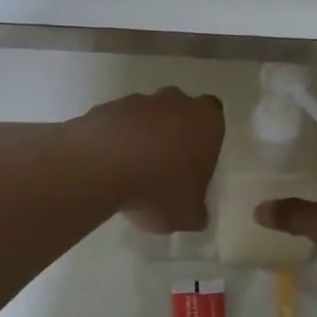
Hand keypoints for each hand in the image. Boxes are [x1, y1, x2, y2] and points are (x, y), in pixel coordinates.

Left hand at [76, 88, 223, 233]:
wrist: (102, 166)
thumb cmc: (159, 188)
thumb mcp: (187, 215)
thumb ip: (196, 212)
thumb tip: (197, 214)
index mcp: (205, 121)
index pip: (214, 114)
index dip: (205, 135)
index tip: (195, 159)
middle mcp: (174, 102)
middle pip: (178, 109)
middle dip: (173, 131)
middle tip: (165, 165)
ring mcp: (137, 101)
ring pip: (144, 115)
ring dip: (140, 136)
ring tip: (131, 171)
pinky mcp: (105, 107)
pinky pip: (115, 124)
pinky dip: (113, 140)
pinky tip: (107, 166)